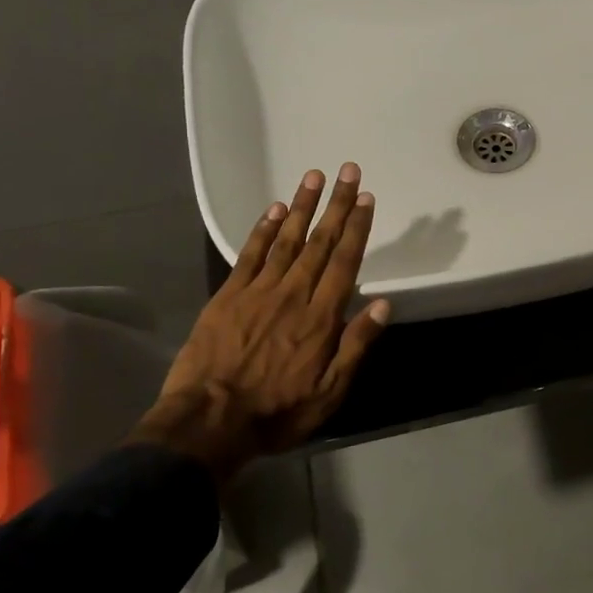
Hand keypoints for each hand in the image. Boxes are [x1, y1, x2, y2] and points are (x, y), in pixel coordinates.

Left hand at [133, 164, 389, 470]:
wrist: (210, 420)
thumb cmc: (278, 411)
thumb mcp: (330, 391)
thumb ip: (356, 345)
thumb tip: (383, 304)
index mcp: (321, 317)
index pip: (345, 262)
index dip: (358, 228)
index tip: (367, 199)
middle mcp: (293, 294)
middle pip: (319, 242)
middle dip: (337, 205)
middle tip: (349, 172)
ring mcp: (258, 291)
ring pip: (286, 240)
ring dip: (303, 206)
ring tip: (315, 176)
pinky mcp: (228, 296)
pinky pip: (249, 255)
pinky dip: (263, 230)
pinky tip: (275, 209)